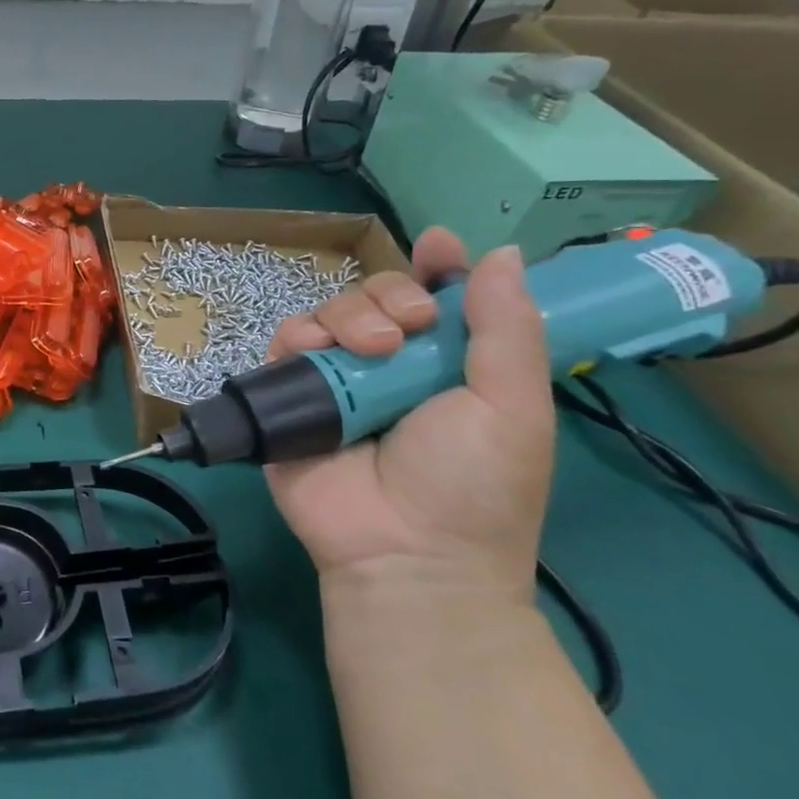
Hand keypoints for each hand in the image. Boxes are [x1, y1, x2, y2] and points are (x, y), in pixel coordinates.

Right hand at [265, 228, 554, 603]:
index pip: (439, 297)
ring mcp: (338, 378)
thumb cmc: (474, 485)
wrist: (405, 553)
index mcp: (449, 364)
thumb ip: (508, 329)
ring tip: (369, 352)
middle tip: (409, 328)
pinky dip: (298, 335)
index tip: (438, 246)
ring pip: (331, 309)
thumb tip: (504, 252)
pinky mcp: (291, 394)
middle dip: (391, 294)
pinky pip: (285, 341)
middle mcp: (391, 364)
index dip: (438, 266)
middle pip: (379, 294)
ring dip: (349, 314)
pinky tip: (315, 351)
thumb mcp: (513, 407)